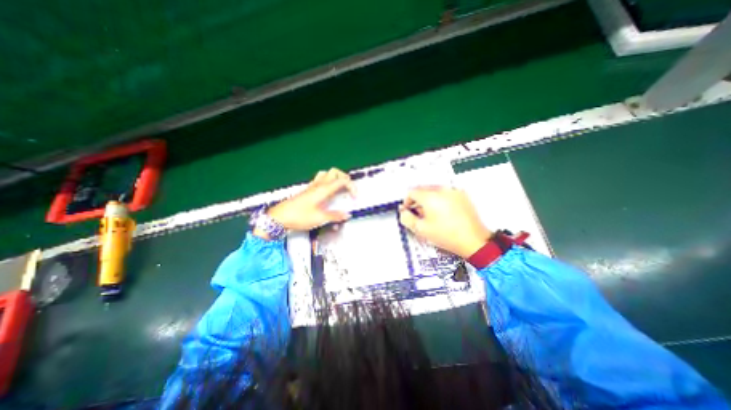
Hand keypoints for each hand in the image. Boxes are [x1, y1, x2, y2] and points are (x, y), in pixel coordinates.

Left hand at [261, 168, 354, 233]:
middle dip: (345, 178)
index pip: (342, 181)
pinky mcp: (307, 190)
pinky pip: (320, 180)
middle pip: (335, 172)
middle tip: (348, 190)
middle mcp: (319, 185)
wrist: (279, 217)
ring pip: (326, 174)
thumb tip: (347, 215)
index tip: (355, 198)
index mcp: (324, 189)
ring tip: (339, 189)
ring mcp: (312, 186)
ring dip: (335, 178)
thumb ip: (335, 216)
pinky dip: (328, 182)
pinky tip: (328, 194)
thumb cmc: (299, 216)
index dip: (352, 187)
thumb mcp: (320, 218)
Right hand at [397, 187, 493, 256]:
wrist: (473, 240)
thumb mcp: (421, 229)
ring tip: (431, 215)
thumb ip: (406, 218)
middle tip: (419, 213)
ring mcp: (453, 191)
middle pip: (422, 189)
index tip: (409, 209)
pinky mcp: (461, 195)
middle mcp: (442, 190)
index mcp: (430, 197)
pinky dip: (440, 199)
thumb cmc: (449, 236)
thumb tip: (403, 211)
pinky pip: (445, 193)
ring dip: (428, 199)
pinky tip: (443, 213)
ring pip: (434, 190)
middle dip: (417, 200)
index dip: (407, 201)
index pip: (412, 192)